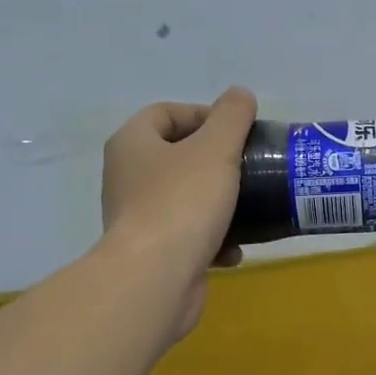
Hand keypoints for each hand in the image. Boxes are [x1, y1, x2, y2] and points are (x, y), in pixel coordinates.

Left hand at [101, 86, 256, 338]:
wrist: (155, 279)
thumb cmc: (182, 203)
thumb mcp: (215, 149)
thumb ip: (232, 117)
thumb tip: (240, 94)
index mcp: (131, 144)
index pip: (164, 113)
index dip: (203, 114)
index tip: (237, 130)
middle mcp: (127, 177)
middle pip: (176, 157)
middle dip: (215, 161)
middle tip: (248, 165)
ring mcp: (137, 218)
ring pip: (184, 199)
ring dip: (218, 203)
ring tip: (248, 206)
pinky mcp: (151, 253)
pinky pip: (186, 236)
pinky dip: (211, 240)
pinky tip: (234, 250)